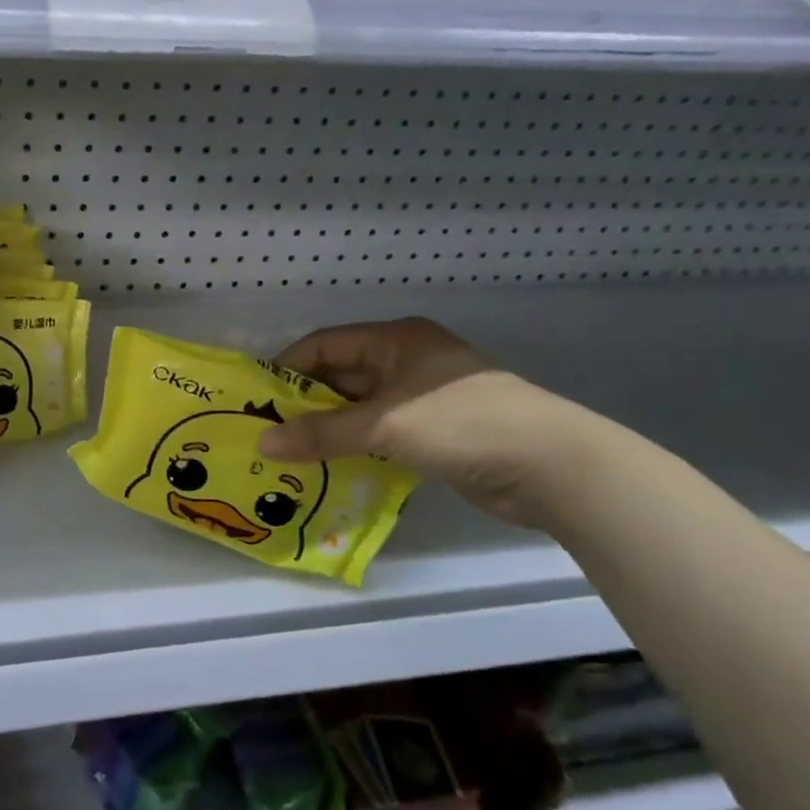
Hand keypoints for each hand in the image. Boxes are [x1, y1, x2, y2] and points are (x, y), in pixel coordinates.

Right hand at [255, 318, 594, 526]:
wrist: (552, 467)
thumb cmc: (462, 423)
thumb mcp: (385, 425)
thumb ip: (322, 434)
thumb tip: (263, 443)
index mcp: (395, 340)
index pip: (325, 345)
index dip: (288, 368)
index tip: (256, 399)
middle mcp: (405, 361)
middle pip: (340, 377)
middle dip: (304, 404)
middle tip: (266, 432)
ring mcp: (421, 398)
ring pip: (358, 409)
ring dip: (328, 430)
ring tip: (288, 454)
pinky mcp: (434, 432)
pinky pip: (379, 434)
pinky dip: (354, 447)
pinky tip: (328, 468)